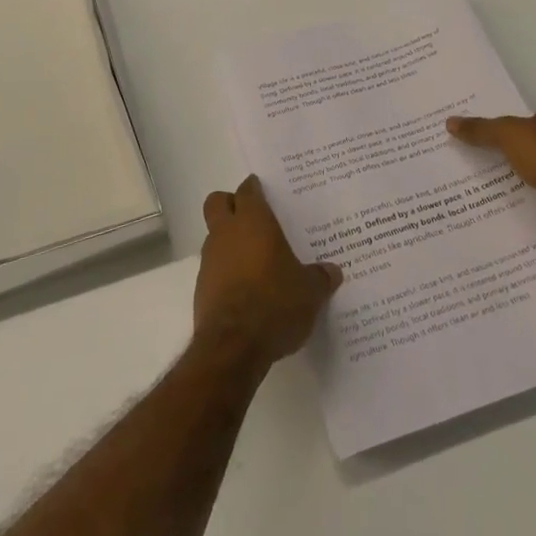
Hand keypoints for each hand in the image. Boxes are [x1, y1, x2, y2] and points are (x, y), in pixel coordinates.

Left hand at [194, 175, 341, 369]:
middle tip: (254, 219)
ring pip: (215, 236)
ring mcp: (210, 260)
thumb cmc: (275, 303)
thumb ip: (320, 277)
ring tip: (257, 261)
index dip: (256, 189)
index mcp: (253, 222)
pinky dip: (226, 272)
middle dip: (231, 205)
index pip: (248, 190)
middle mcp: (226, 233)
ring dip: (230, 242)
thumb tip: (333, 271)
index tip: (267, 193)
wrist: (234, 346)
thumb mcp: (310, 292)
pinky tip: (247, 291)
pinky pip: (214, 268)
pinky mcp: (202, 288)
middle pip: (218, 203)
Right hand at [447, 103, 535, 236]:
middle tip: (490, 163)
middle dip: (521, 153)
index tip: (491, 141)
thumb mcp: (508, 136)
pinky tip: (527, 203)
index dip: (512, 128)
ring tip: (503, 186)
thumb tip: (450, 122)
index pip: (532, 117)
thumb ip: (481, 130)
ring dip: (533, 176)